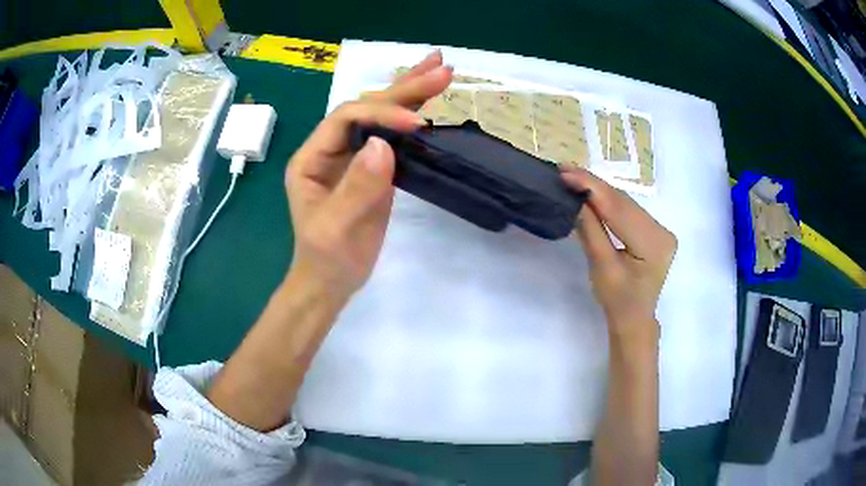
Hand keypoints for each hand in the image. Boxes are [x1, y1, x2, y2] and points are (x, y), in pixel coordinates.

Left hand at [285, 51, 452, 300]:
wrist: (331, 281)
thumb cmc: (326, 258)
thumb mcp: (335, 228)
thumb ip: (356, 187)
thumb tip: (384, 145)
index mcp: (313, 157)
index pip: (347, 118)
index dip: (382, 114)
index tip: (417, 125)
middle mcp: (332, 148)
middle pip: (368, 108)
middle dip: (404, 88)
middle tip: (441, 68)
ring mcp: (354, 156)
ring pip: (382, 115)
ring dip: (411, 91)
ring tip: (441, 68)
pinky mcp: (374, 168)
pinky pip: (394, 135)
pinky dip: (414, 116)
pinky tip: (431, 102)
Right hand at [561, 168, 676, 338]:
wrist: (633, 319)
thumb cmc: (617, 301)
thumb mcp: (601, 266)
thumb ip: (590, 229)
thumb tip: (575, 197)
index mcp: (653, 244)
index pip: (619, 209)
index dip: (592, 188)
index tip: (566, 173)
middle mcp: (662, 232)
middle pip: (624, 203)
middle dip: (593, 185)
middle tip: (564, 171)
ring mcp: (660, 230)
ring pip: (625, 203)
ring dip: (599, 190)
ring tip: (573, 178)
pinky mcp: (654, 230)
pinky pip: (628, 210)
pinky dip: (608, 201)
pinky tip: (591, 192)